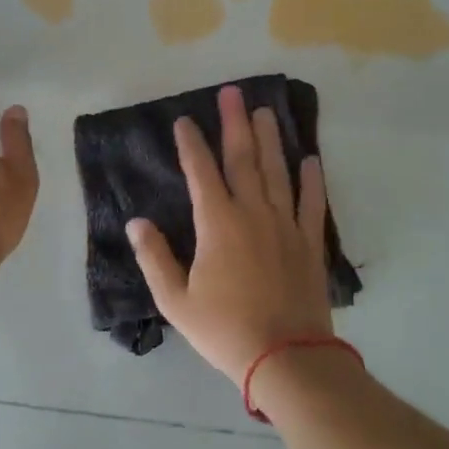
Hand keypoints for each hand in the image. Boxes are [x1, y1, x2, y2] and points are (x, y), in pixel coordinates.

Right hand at [126, 84, 333, 385]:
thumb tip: (136, 222)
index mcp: (218, 224)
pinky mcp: (309, 242)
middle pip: (243, 159)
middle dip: (234, 124)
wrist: (286, 356)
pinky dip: (312, 180)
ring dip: (270, 139)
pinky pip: (312, 203)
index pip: (201, 172)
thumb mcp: (175, 300)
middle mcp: (253, 213)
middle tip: (232, 93)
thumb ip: (155, 257)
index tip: (184, 120)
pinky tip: (310, 159)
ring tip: (265, 111)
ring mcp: (285, 225)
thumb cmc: (224, 330)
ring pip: (277, 172)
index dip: (191, 144)